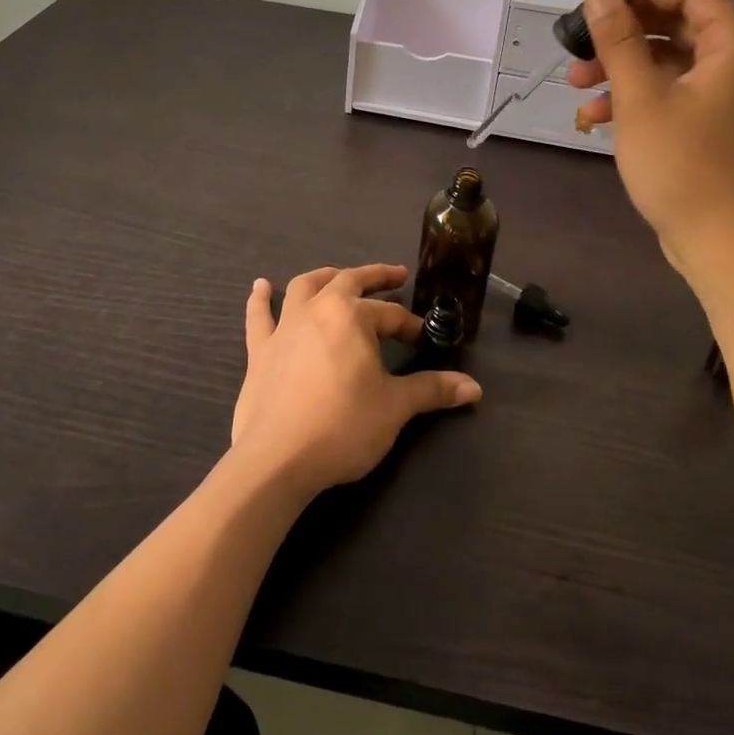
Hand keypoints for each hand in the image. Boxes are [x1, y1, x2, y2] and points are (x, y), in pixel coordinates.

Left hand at [230, 264, 480, 495]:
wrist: (277, 459)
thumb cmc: (342, 426)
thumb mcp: (395, 407)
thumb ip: (432, 390)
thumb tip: (474, 388)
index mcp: (351, 316)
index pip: (390, 314)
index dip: (410, 325)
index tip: (422, 339)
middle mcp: (317, 309)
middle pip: (348, 281)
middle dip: (374, 277)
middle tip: (395, 276)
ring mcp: (284, 327)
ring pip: (304, 287)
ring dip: (324, 276)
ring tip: (338, 275)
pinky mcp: (259, 351)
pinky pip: (258, 317)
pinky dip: (260, 299)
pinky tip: (261, 286)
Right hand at [567, 0, 733, 288]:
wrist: (723, 246)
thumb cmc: (683, 166)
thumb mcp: (640, 97)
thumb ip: (618, 40)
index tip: (597, 4)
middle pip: (679, 26)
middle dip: (624, 35)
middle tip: (580, 46)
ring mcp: (732, 97)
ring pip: (671, 62)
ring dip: (623, 68)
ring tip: (578, 84)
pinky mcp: (717, 125)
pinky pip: (676, 93)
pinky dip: (638, 97)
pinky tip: (596, 117)